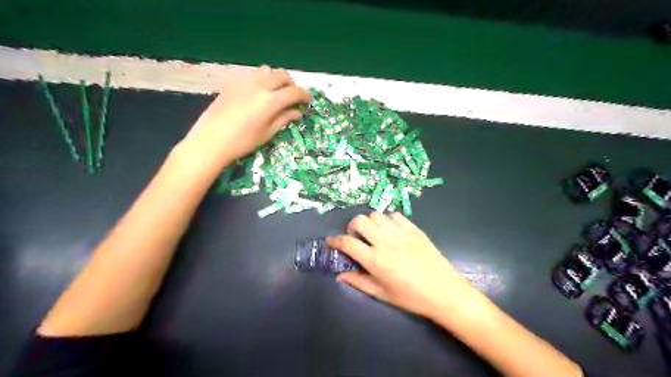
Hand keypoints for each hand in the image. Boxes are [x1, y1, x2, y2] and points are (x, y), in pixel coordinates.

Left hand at [181, 66, 311, 165]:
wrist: (210, 140)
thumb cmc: (242, 142)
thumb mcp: (267, 133)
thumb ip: (283, 119)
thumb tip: (297, 112)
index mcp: (270, 100)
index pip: (294, 92)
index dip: (304, 96)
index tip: (308, 101)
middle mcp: (259, 85)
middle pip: (282, 75)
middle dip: (291, 85)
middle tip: (292, 98)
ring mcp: (244, 81)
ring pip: (267, 71)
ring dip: (276, 79)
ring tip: (275, 93)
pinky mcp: (232, 82)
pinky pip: (252, 74)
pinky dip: (261, 80)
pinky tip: (258, 93)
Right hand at [329, 212, 475, 317]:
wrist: (444, 291)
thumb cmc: (411, 297)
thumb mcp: (381, 294)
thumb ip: (358, 282)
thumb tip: (340, 275)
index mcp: (376, 260)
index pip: (348, 243)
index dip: (335, 241)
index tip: (331, 241)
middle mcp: (386, 242)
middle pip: (360, 221)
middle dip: (351, 227)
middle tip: (355, 237)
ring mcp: (401, 233)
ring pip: (376, 215)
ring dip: (369, 222)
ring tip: (373, 233)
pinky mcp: (414, 229)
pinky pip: (395, 215)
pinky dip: (387, 220)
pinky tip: (390, 231)